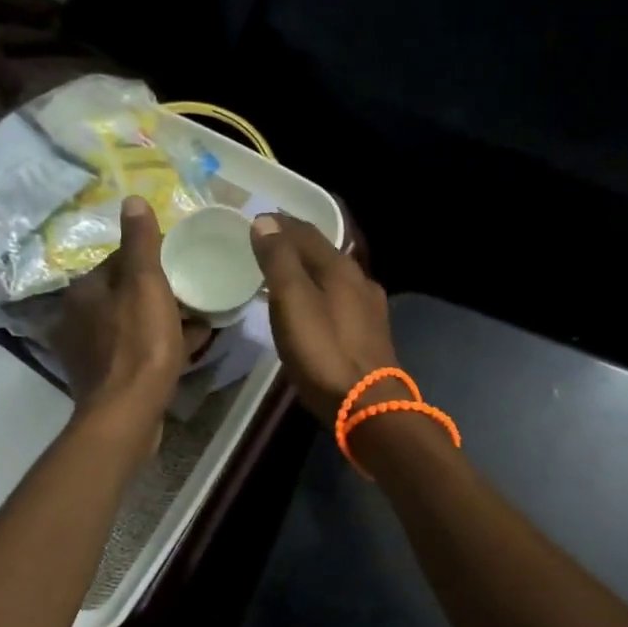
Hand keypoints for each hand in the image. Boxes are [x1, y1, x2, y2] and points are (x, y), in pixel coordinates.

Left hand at [56, 197, 210, 447]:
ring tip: (199, 322)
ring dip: (163, 321)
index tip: (182, 265)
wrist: (127, 414)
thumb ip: (140, 243)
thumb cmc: (139, 344)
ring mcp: (89, 352)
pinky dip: (159, 346)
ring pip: (133, 324)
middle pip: (126, 294)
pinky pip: (136, 351)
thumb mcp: (146, 284)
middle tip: (195, 295)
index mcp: (84, 292)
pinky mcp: (103, 378)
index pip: (119, 261)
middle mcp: (78, 318)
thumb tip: (132, 200)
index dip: (152, 260)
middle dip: (160, 293)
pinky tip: (187, 348)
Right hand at [249, 214, 399, 424]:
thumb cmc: (324, 352)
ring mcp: (369, 308)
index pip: (306, 232)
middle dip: (295, 244)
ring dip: (308, 269)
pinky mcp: (370, 334)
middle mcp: (360, 280)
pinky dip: (320, 291)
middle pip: (323, 252)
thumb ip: (279, 261)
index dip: (280, 224)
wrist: (368, 405)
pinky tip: (313, 306)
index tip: (257, 220)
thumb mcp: (292, 302)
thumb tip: (265, 222)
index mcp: (340, 268)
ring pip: (333, 276)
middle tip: (268, 243)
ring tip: (285, 273)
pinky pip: (340, 299)